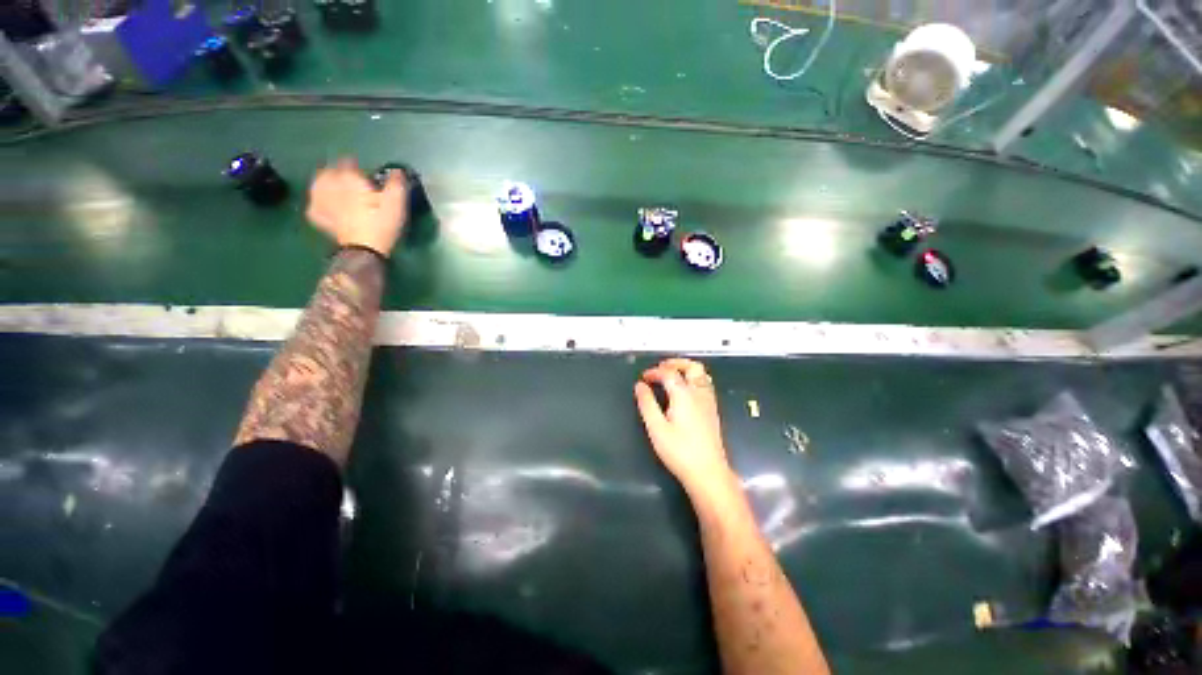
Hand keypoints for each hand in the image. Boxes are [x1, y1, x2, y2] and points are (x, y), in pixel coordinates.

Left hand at [306, 158, 407, 257]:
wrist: (365, 250)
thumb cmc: (382, 224)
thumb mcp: (396, 204)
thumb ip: (396, 184)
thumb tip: (397, 171)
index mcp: (350, 179)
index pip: (349, 163)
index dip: (357, 166)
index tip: (364, 173)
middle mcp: (330, 185)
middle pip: (329, 171)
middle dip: (338, 173)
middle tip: (349, 180)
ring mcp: (320, 201)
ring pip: (318, 185)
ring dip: (325, 184)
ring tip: (334, 188)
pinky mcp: (318, 217)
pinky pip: (314, 204)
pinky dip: (319, 202)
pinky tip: (325, 205)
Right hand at [635, 358, 734, 494]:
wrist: (708, 472)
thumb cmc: (679, 451)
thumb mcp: (656, 428)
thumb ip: (647, 404)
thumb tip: (640, 386)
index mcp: (684, 394)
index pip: (669, 373)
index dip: (655, 372)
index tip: (644, 377)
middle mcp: (699, 393)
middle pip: (692, 367)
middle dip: (676, 363)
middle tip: (661, 367)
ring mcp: (709, 401)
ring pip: (702, 374)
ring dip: (686, 370)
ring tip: (672, 375)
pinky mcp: (713, 411)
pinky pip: (705, 384)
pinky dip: (693, 379)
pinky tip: (684, 391)